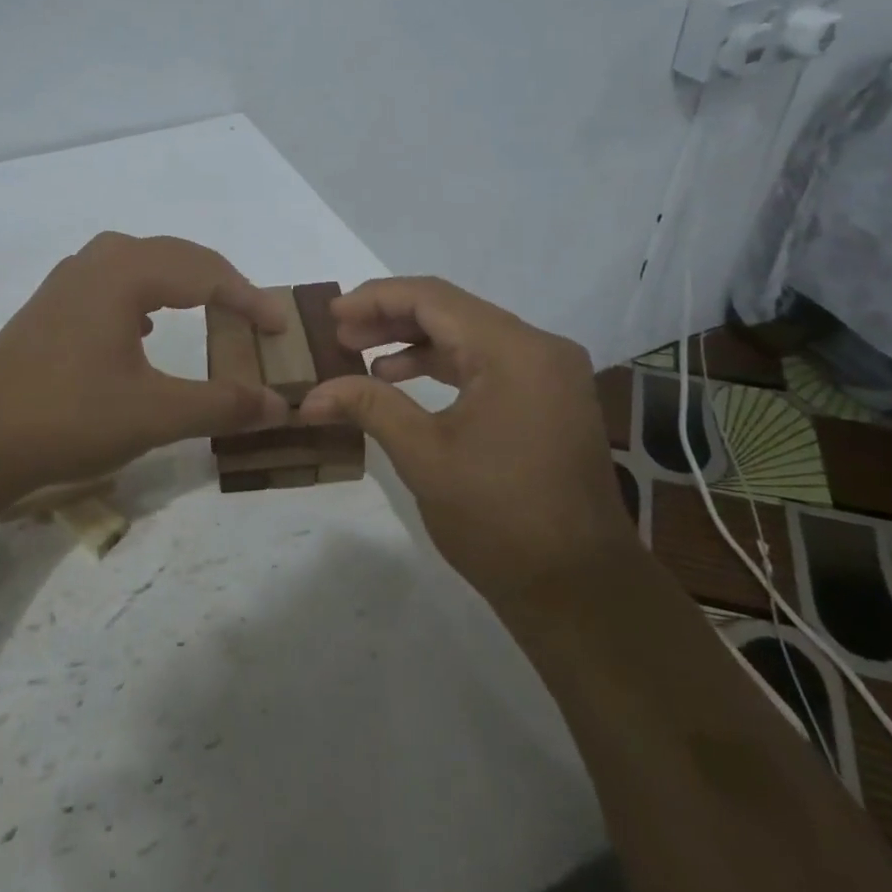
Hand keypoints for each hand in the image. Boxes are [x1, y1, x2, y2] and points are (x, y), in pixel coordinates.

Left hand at [0, 232, 291, 501]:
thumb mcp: (154, 414)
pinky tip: (146, 326)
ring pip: (143, 262)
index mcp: (126, 273)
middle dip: (222, 284)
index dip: (250, 298)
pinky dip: (148, 292)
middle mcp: (98, 261)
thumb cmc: (67, 417)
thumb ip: (222, 404)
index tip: (280, 327)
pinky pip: (116, 278)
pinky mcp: (53, 302)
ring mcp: (70, 279)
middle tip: (254, 317)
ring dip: (183, 281)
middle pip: (178, 256)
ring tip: (210, 310)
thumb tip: (280, 405)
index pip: (207, 273)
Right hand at [299, 277, 635, 603]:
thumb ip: (368, 407)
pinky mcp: (547, 397)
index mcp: (514, 351)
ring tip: (360, 354)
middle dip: (390, 319)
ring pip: (467, 334)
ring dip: (413, 341)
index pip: (433, 299)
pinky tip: (400, 378)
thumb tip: (309, 396)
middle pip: (452, 311)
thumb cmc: (499, 520)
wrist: (582, 592)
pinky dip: (441, 364)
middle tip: (339, 335)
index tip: (331, 315)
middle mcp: (538, 347)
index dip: (376, 300)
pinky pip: (485, 361)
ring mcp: (548, 372)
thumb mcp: (424, 457)